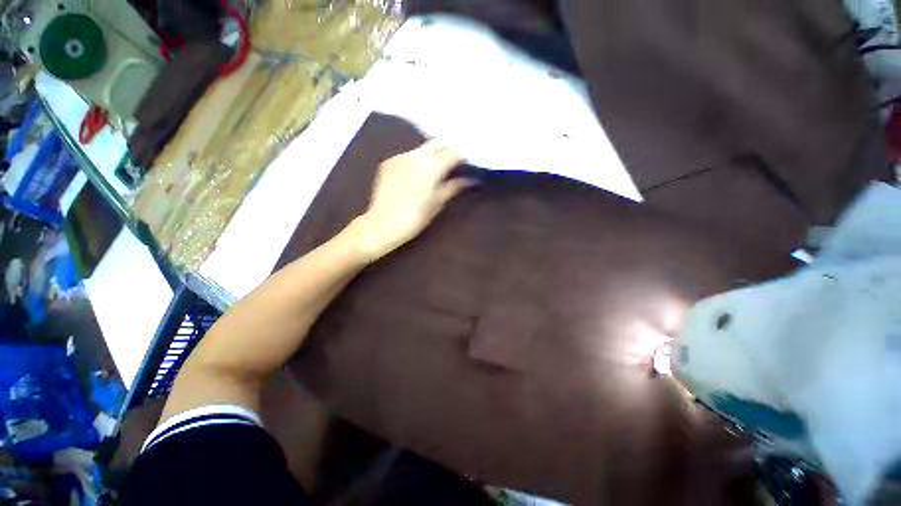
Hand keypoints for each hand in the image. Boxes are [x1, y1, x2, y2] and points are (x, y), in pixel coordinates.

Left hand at [351, 140, 474, 260]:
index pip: (453, 151)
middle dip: (448, 150)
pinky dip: (417, 160)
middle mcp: (415, 155)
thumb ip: (454, 186)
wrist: (382, 224)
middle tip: (454, 164)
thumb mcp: (438, 203)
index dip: (462, 156)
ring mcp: (400, 156)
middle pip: (438, 143)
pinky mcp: (388, 162)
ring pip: (422, 148)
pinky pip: (408, 155)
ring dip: (433, 154)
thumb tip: (472, 180)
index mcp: (431, 166)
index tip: (467, 164)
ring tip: (437, 169)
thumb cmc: (415, 217)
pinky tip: (417, 173)